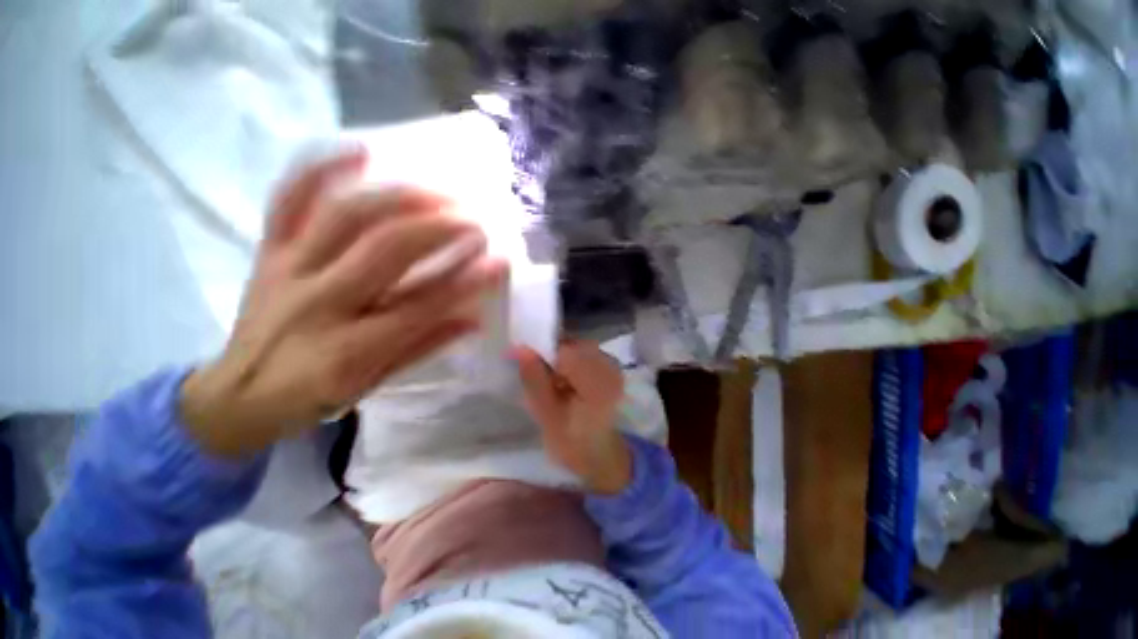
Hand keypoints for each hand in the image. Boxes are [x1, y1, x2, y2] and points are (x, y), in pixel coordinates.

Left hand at [181, 148, 506, 456]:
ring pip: (347, 216)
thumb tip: (475, 317)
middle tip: (474, 222)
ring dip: (400, 198)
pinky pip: (289, 199)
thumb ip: (427, 345)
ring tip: (440, 193)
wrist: (239, 392)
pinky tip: (360, 151)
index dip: (467, 280)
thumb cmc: (316, 394)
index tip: (499, 261)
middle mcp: (320, 302)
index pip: (423, 304)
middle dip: (439, 230)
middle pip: (386, 249)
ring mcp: (290, 268)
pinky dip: (321, 170)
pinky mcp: (270, 250)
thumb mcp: (378, 382)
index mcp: (350, 348)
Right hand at [515, 341, 631, 494]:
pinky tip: (569, 379)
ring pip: (578, 346)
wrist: (599, 453)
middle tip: (544, 379)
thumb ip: (534, 379)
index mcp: (597, 384)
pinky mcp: (611, 366)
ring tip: (557, 382)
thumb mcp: (545, 414)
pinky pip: (586, 351)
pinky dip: (573, 360)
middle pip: (573, 345)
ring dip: (563, 358)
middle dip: (554, 355)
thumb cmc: (571, 440)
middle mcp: (610, 368)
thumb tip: (520, 347)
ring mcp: (613, 365)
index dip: (544, 352)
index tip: (528, 364)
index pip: (566, 351)